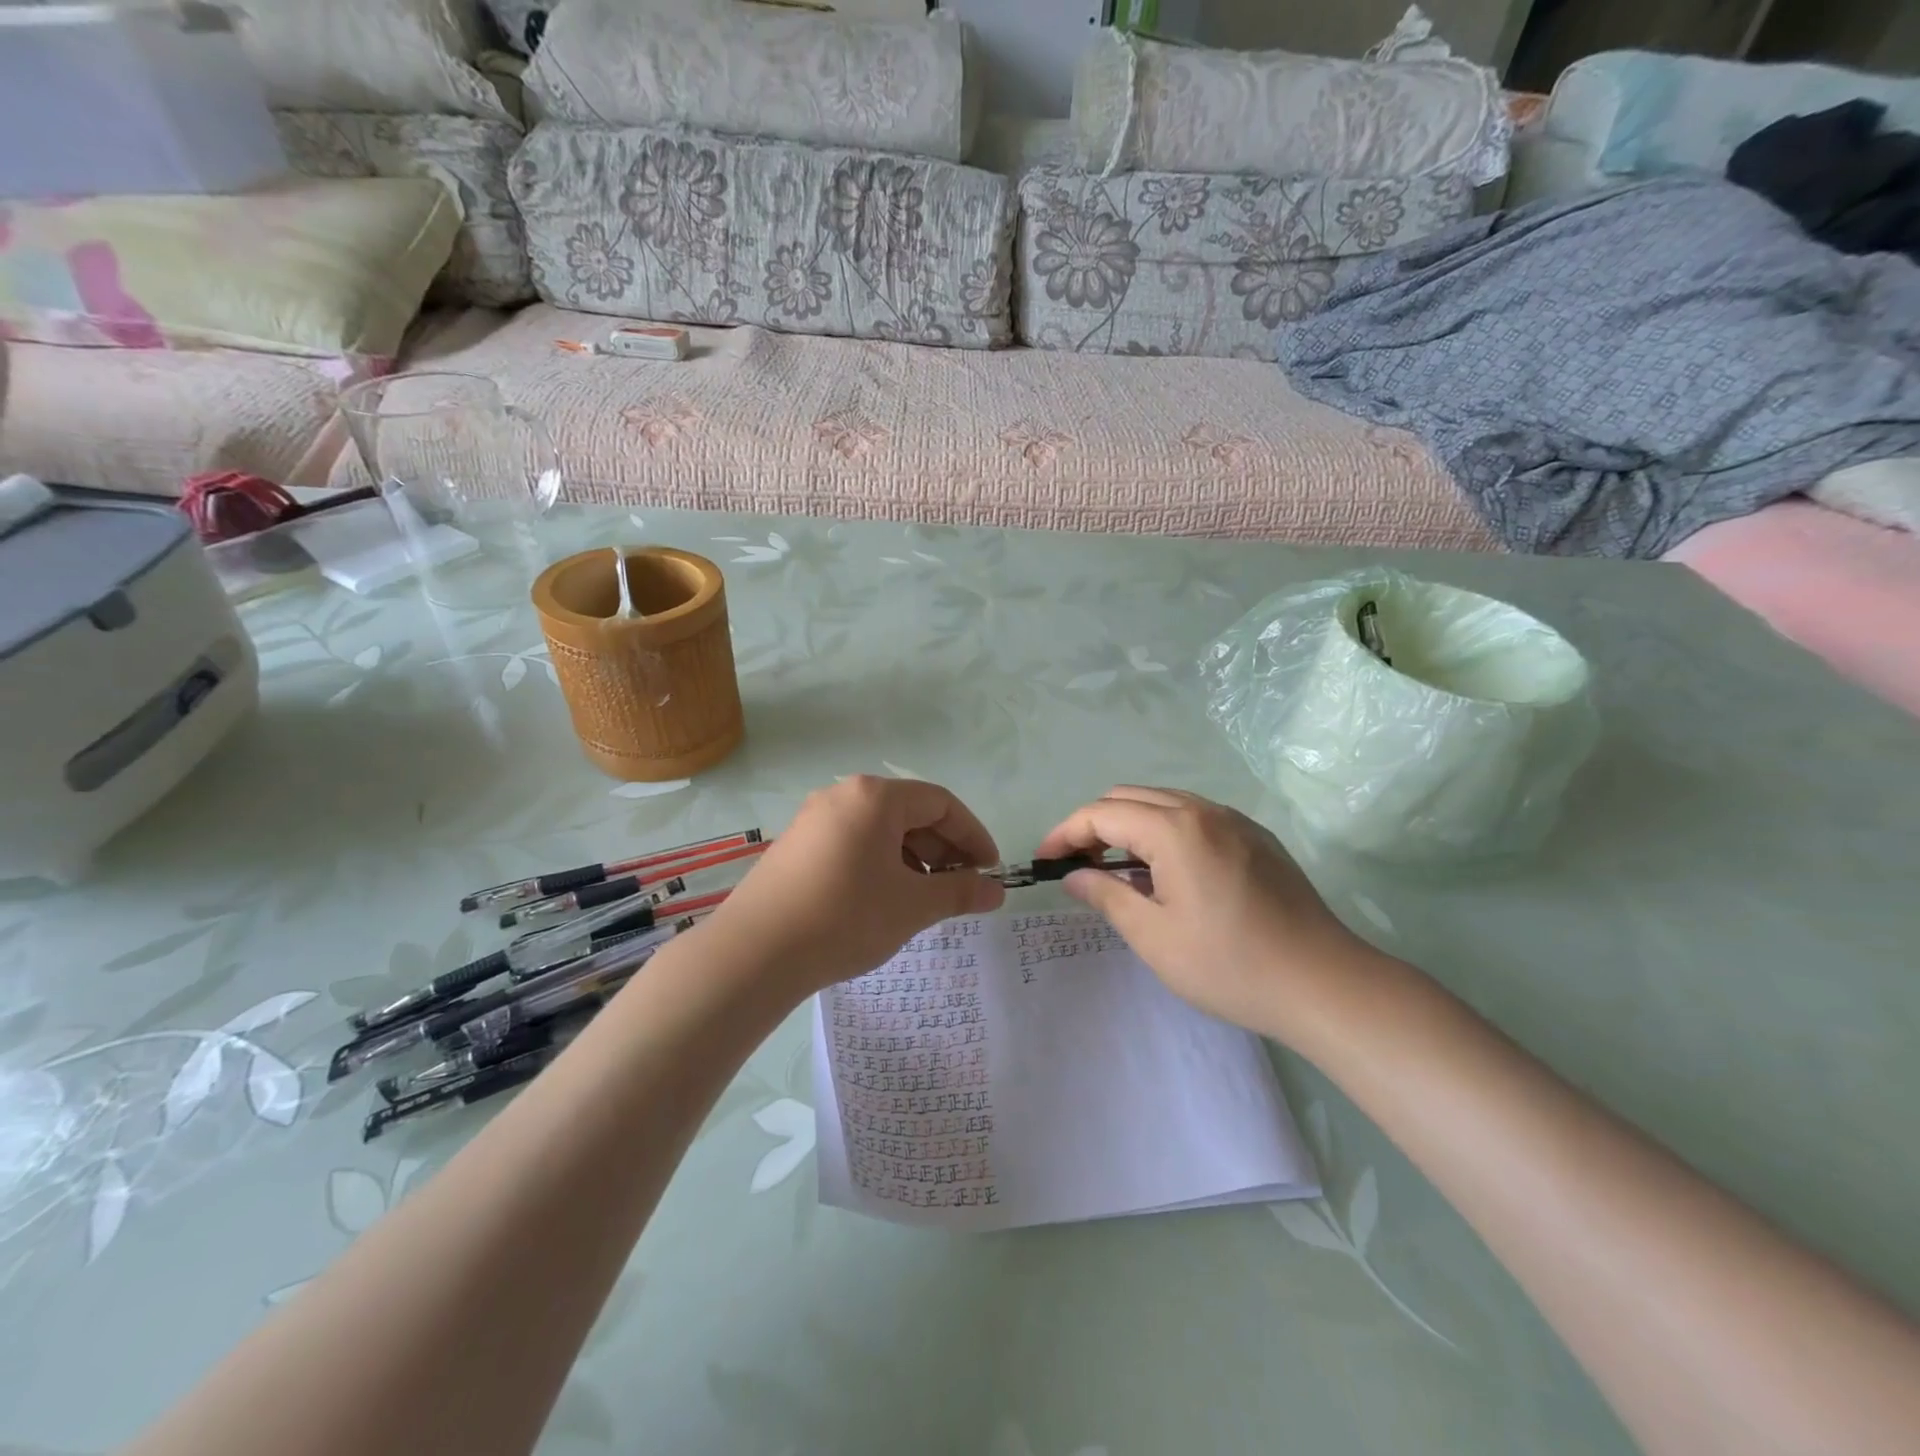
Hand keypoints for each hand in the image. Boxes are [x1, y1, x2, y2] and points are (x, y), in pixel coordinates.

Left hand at [703, 776, 1005, 995]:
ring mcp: (814, 819)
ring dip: (912, 859)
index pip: (940, 803)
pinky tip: (883, 900)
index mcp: (874, 797)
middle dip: (942, 849)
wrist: (754, 953)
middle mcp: (842, 795)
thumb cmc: (845, 917)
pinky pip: (853, 843)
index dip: (972, 836)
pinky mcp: (796, 845)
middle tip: (960, 889)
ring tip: (923, 899)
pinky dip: (880, 864)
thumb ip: (959, 892)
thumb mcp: (912, 905)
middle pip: (909, 813)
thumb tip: (997, 891)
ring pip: (880, 830)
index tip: (990, 872)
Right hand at [1036, 786, 1374, 1043]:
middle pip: (1130, 797)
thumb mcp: (1154, 937)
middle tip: (1079, 867)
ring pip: (1164, 803)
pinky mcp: (1257, 838)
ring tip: (1118, 871)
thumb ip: (1107, 895)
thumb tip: (1073, 876)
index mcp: (1175, 829)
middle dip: (1095, 825)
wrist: (1324, 984)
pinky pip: (1195, 818)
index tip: (1045, 862)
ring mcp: (1235, 821)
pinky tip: (1167, 874)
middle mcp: (1204, 810)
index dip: (1065, 833)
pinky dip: (1164, 832)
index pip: (1102, 813)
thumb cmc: (1229, 965)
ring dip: (1130, 826)